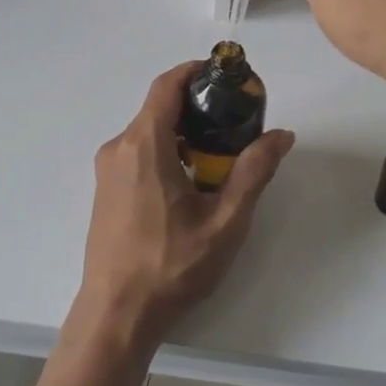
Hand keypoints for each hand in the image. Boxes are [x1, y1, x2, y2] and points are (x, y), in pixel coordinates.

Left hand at [76, 63, 293, 351]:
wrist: (117, 314)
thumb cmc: (172, 266)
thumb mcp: (225, 220)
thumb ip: (254, 172)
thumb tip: (281, 135)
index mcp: (144, 145)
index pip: (166, 86)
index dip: (196, 71)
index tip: (226, 75)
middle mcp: (118, 148)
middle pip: (159, 108)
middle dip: (198, 106)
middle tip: (236, 121)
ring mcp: (107, 171)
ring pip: (148, 133)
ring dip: (183, 132)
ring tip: (220, 154)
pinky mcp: (105, 191)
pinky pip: (138, 154)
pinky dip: (166, 151)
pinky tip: (191, 181)